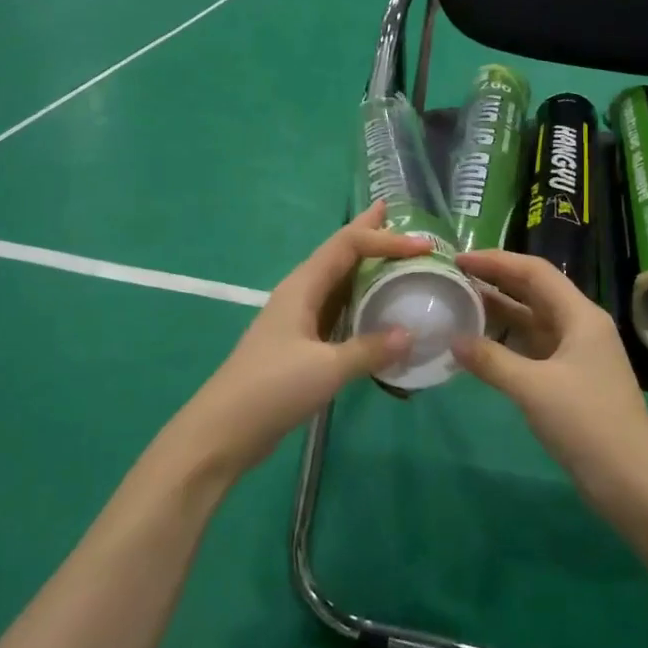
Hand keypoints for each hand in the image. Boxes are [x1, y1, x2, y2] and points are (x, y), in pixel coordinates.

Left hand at [175, 202, 422, 474]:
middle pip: (340, 254)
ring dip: (366, 269)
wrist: (224, 431)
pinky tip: (377, 312)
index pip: (348, 245)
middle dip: (368, 234)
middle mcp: (300, 294)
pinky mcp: (301, 346)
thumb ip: (370, 350)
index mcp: (302, 287)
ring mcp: (299, 320)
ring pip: (339, 284)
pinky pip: (338, 314)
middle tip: (397, 216)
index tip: (423, 245)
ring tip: (394, 258)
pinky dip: (361, 306)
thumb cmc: (271, 389)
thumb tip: (412, 334)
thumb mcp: (326, 368)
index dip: (385, 239)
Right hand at [454, 249, 647, 516]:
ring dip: (498, 313)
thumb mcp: (533, 388)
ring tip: (458, 306)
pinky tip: (478, 348)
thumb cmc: (587, 424)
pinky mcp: (569, 381)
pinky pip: (532, 349)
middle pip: (533, 292)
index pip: (535, 272)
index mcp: (580, 316)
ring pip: (531, 321)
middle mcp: (580, 326)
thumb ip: (491, 360)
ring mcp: (576, 355)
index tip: (458, 259)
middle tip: (453, 279)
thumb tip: (453, 340)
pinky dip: (505, 344)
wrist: (633, 482)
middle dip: (495, 282)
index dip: (496, 261)